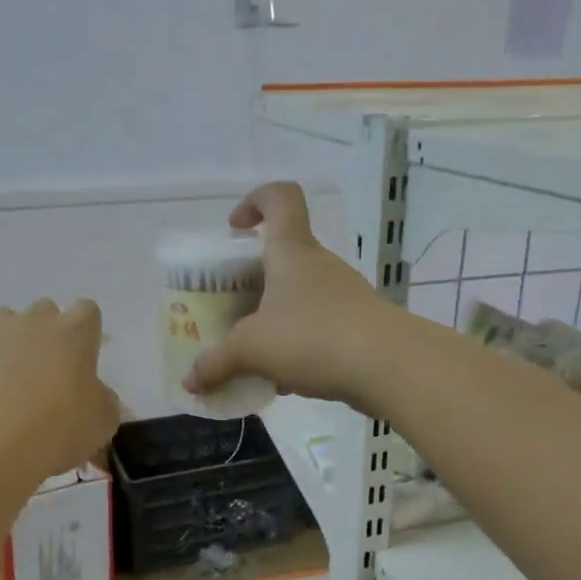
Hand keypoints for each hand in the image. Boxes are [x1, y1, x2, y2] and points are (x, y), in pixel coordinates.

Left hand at [0, 300, 121, 477]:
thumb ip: (102, 401)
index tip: (83, 358)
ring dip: (8, 344)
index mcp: (75, 333)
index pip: (87, 311)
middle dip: (45, 334)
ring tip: (6, 384)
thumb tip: (96, 396)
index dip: (85, 332)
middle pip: (44, 310)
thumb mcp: (101, 423)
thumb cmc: (57, 427)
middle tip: (45, 373)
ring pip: (3, 323)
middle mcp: (33, 321)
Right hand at [186, 183, 399, 405]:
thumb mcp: (252, 350)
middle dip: (255, 280)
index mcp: (292, 252)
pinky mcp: (360, 326)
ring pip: (301, 296)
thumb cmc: (312, 337)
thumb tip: (190, 381)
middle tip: (232, 309)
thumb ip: (217, 364)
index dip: (256, 201)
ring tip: (255, 354)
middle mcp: (320, 266)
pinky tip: (286, 379)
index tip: (236, 228)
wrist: (389, 367)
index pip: (281, 198)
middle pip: (285, 256)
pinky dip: (298, 345)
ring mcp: (344, 295)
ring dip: (276, 318)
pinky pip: (319, 327)